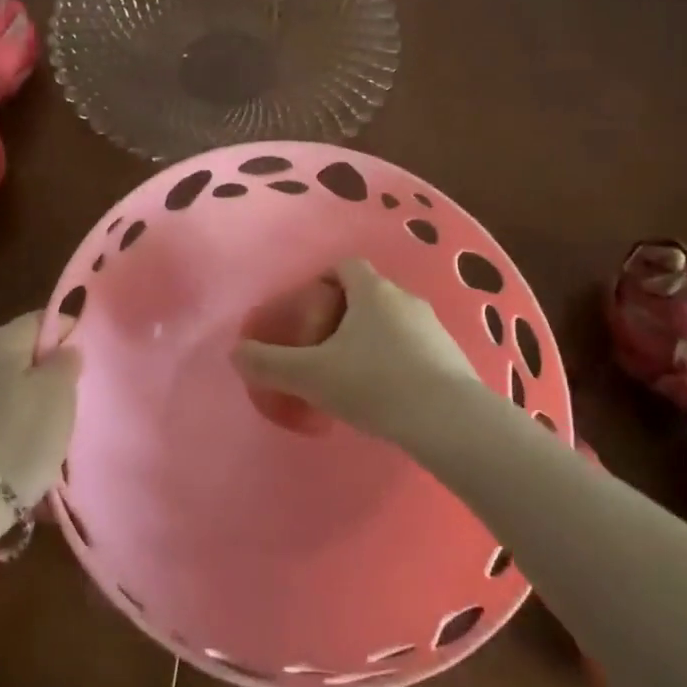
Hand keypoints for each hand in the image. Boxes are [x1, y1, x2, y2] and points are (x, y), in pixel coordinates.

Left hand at [0, 312, 79, 503]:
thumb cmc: (15, 441)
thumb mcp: (57, 396)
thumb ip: (65, 363)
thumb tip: (64, 348)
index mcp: (1, 341)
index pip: (41, 319)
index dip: (67, 331)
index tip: (87, 354)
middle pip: (17, 353)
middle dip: (44, 370)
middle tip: (69, 395)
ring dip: (22, 401)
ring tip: (44, 430)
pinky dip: (1, 427)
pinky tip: (13, 452)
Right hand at [232, 259, 478, 441]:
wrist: (449, 420)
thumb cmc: (375, 384)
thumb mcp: (313, 375)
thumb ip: (271, 363)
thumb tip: (235, 353)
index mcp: (372, 291)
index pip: (346, 266)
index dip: (324, 281)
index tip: (309, 310)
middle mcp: (405, 298)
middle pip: (369, 293)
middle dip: (345, 315)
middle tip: (324, 348)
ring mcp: (433, 326)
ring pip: (393, 321)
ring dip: (373, 338)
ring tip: (355, 375)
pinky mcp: (451, 355)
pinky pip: (415, 346)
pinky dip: (398, 359)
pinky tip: (388, 394)